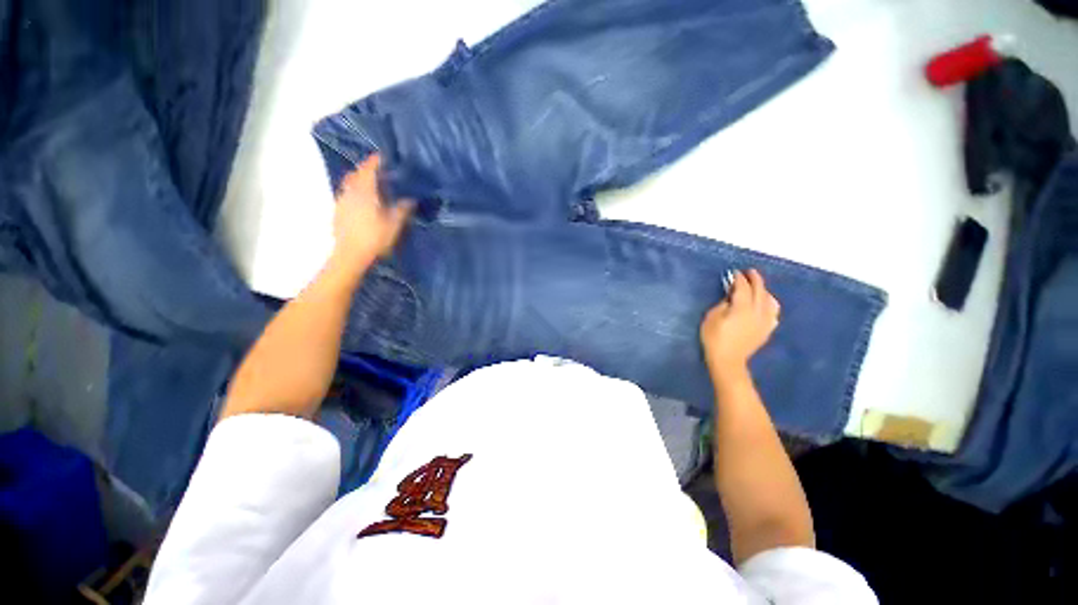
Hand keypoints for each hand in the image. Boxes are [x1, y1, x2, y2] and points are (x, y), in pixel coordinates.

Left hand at [331, 154, 413, 271]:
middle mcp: (350, 191)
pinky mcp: (338, 211)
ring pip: (350, 183)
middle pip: (356, 173)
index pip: (369, 169)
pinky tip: (364, 201)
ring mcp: (341, 201)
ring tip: (373, 185)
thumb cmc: (375, 237)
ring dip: (360, 180)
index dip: (376, 161)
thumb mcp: (394, 224)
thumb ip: (402, 209)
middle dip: (367, 169)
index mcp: (364, 191)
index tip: (384, 156)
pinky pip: (347, 194)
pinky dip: (355, 191)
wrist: (350, 255)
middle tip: (380, 171)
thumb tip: (410, 199)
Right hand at [700, 269, 780, 371]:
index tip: (734, 272)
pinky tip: (765, 305)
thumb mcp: (711, 318)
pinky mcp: (767, 330)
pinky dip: (770, 304)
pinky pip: (773, 313)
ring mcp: (765, 321)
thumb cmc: (714, 338)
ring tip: (758, 288)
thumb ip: (723, 304)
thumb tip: (731, 297)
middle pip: (760, 291)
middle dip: (755, 280)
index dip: (739, 278)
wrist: (727, 361)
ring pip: (770, 300)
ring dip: (764, 291)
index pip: (743, 287)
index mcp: (742, 307)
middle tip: (749, 272)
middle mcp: (758, 311)